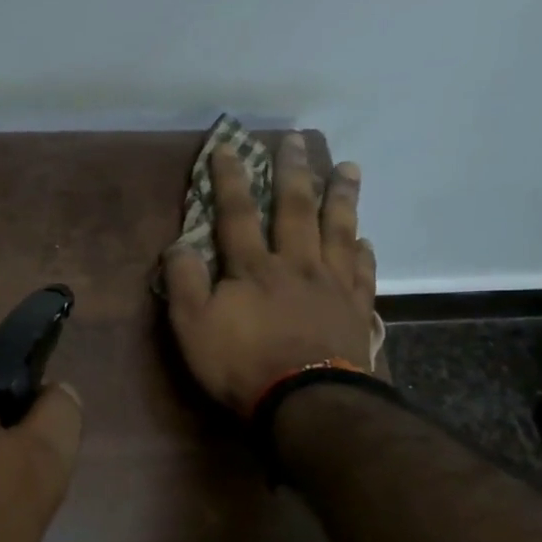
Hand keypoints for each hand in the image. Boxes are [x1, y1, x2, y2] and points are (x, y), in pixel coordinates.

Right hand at [164, 133, 376, 414]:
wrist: (306, 402)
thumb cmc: (241, 364)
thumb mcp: (192, 326)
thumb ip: (183, 282)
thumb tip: (178, 245)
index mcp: (252, 267)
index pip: (237, 213)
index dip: (230, 179)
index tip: (229, 146)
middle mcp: (295, 264)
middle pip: (296, 209)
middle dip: (294, 172)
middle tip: (298, 140)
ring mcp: (332, 284)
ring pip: (338, 230)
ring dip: (342, 196)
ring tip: (348, 168)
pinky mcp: (357, 308)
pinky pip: (362, 270)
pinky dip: (362, 250)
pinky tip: (364, 238)